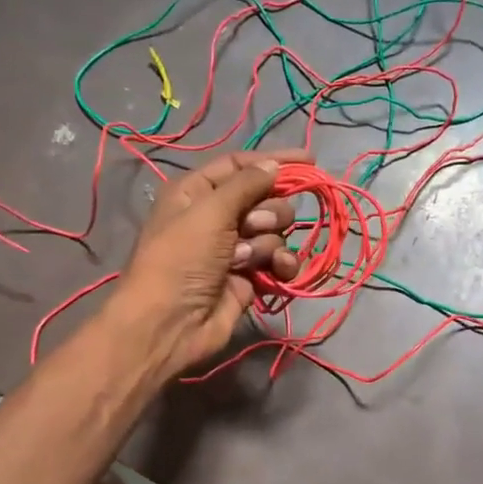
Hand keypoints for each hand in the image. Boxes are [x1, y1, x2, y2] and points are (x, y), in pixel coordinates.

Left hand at [113, 148, 306, 375]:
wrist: (171, 323)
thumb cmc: (181, 259)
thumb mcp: (209, 211)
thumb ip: (246, 184)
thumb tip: (273, 165)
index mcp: (198, 192)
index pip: (241, 165)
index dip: (274, 161)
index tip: (311, 160)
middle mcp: (217, 217)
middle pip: (265, 198)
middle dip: (268, 212)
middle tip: (252, 227)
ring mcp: (235, 249)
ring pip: (275, 231)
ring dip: (269, 243)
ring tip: (248, 261)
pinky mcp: (250, 277)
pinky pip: (279, 260)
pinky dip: (282, 264)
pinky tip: (279, 272)